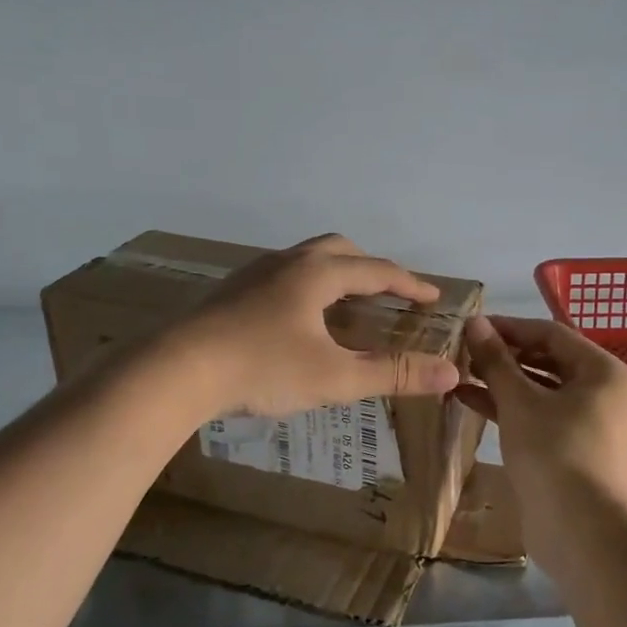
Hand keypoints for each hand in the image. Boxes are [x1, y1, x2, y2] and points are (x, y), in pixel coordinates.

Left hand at [168, 235, 462, 417]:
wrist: (176, 369)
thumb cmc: (262, 367)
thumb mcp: (335, 377)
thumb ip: (393, 373)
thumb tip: (450, 372)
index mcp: (317, 273)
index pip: (377, 270)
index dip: (409, 284)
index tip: (433, 297)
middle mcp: (287, 262)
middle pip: (340, 250)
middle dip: (371, 268)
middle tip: (390, 294)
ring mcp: (253, 274)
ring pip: (306, 260)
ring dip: (336, 274)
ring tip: (346, 304)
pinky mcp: (230, 292)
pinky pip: (282, 276)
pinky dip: (307, 287)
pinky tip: (297, 319)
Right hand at [456, 316, 626, 519]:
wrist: (581, 531)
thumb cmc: (554, 452)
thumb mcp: (519, 401)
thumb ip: (496, 360)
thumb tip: (474, 322)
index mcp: (603, 371)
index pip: (551, 334)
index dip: (509, 327)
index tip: (471, 326)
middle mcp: (602, 392)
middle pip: (547, 360)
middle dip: (504, 355)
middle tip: (463, 351)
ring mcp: (588, 423)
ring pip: (540, 390)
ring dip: (501, 381)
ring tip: (459, 373)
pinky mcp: (571, 448)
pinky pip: (538, 415)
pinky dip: (508, 407)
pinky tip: (469, 400)